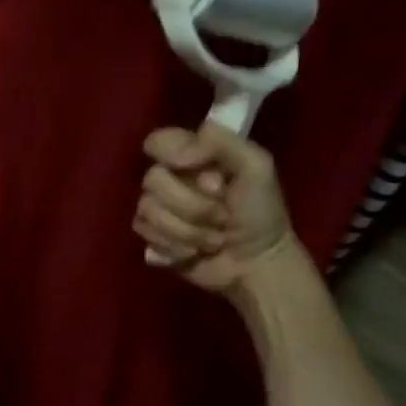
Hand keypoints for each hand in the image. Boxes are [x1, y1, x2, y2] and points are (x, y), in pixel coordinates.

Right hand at [135, 122, 299, 296]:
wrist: (258, 264)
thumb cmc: (261, 212)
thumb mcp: (256, 166)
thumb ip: (221, 141)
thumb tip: (177, 157)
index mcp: (193, 155)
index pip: (158, 141)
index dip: (172, 155)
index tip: (201, 171)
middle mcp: (171, 178)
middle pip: (152, 179)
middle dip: (192, 205)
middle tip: (222, 215)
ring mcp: (159, 209)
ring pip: (148, 209)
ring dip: (187, 230)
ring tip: (214, 239)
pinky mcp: (153, 237)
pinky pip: (144, 233)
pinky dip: (174, 246)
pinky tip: (194, 252)